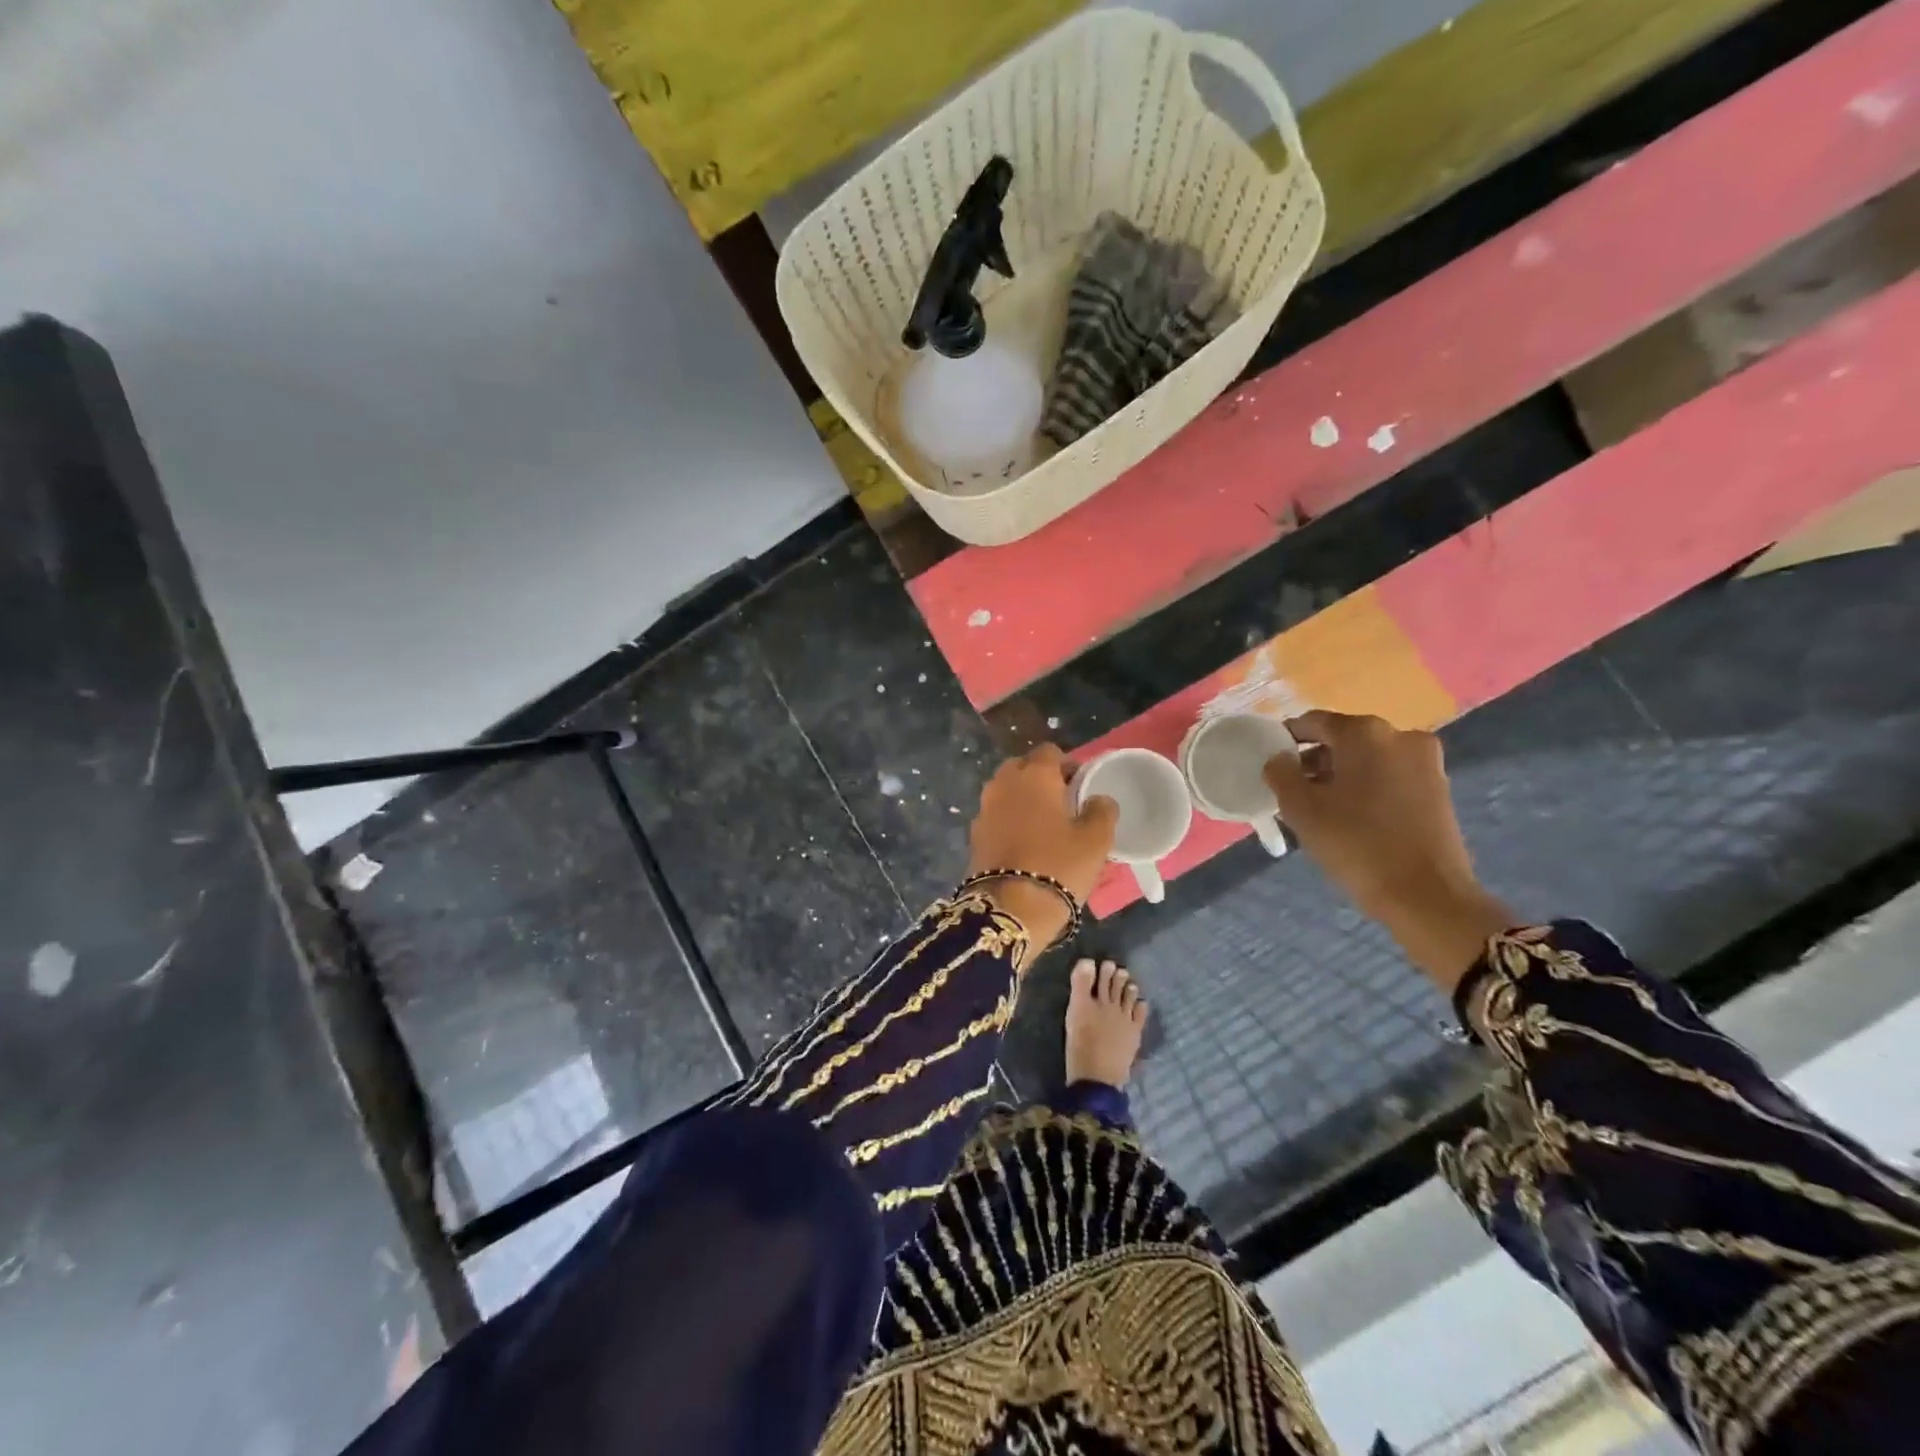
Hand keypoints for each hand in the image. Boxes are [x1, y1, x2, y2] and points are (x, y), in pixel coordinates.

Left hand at [966, 744, 1117, 946]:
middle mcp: (1003, 784)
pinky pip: (996, 815)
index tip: (1081, 784)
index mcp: (1034, 776)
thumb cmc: (1059, 865)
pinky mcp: (974, 835)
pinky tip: (1025, 842)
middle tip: (1062, 802)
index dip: (1067, 764)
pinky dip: (1009, 820)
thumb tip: (1099, 799)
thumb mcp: (1096, 839)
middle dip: (1040, 778)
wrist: (1010, 909)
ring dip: (1023, 799)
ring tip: (1044, 824)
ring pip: (1006, 791)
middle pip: (1022, 767)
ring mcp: (984, 809)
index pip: (1049, 752)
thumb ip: (1102, 810)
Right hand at [1264, 711, 1511, 988]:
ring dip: (1340, 775)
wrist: (1427, 895)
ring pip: (1367, 759)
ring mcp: (1425, 761)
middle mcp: (1400, 735)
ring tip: (1319, 808)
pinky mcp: (1438, 788)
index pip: (1313, 722)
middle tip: (1292, 791)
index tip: (1271, 765)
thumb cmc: (1357, 845)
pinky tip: (1351, 817)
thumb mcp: (1301, 809)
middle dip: (1314, 761)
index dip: (1286, 740)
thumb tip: (1279, 759)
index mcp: (1364, 732)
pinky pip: (1389, 776)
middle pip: (1343, 739)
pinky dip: (1366, 787)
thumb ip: (1280, 773)